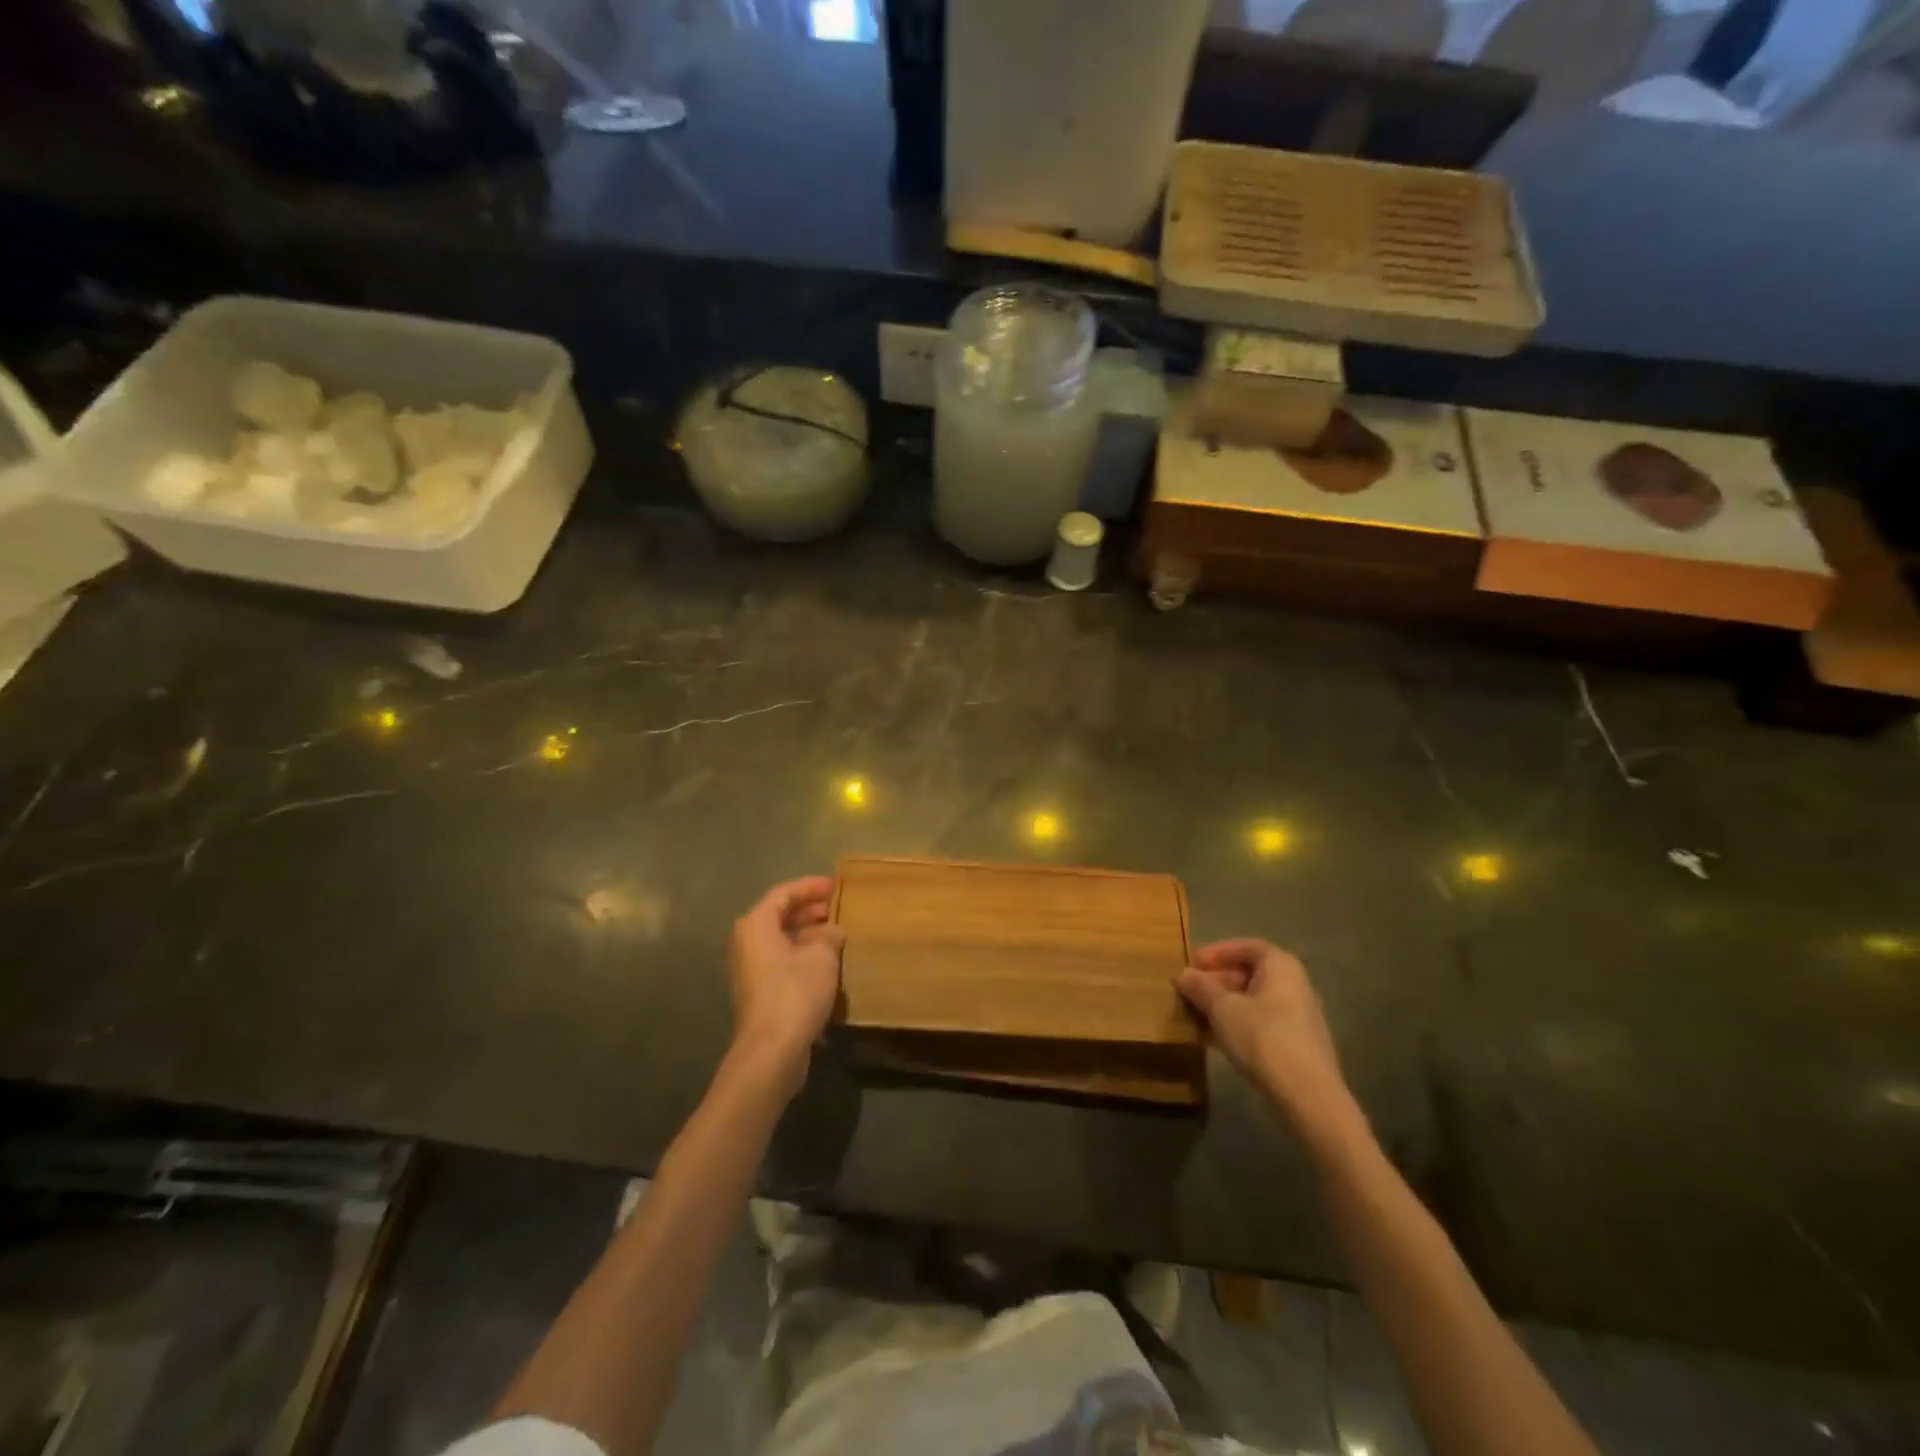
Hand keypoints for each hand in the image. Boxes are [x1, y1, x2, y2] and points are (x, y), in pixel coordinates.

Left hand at [727, 876, 845, 1095]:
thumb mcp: (822, 956)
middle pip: (779, 916)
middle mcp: (747, 943)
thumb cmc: (795, 992)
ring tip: (837, 931)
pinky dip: (803, 954)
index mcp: (756, 925)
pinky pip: (783, 961)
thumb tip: (833, 930)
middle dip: (809, 909)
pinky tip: (827, 962)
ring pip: (782, 940)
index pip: (784, 893)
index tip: (836, 885)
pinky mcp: (760, 993)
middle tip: (837, 906)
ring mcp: (751, 970)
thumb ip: (829, 935)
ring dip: (808, 934)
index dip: (810, 887)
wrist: (772, 1050)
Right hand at [1177, 939, 1358, 1147]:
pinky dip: (1238, 1023)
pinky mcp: (1299, 1043)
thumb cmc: (1263, 1039)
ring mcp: (1300, 1015)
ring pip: (1254, 1000)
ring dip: (1225, 1005)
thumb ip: (1200, 987)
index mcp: (1281, 966)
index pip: (1247, 947)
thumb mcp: (1222, 1009)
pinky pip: (1262, 1022)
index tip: (1194, 963)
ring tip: (1197, 1017)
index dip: (1218, 952)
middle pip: (1251, 973)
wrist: (1309, 1097)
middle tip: (1191, 992)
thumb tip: (1182, 974)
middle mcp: (1295, 984)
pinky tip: (1216, 1040)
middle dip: (1217, 981)